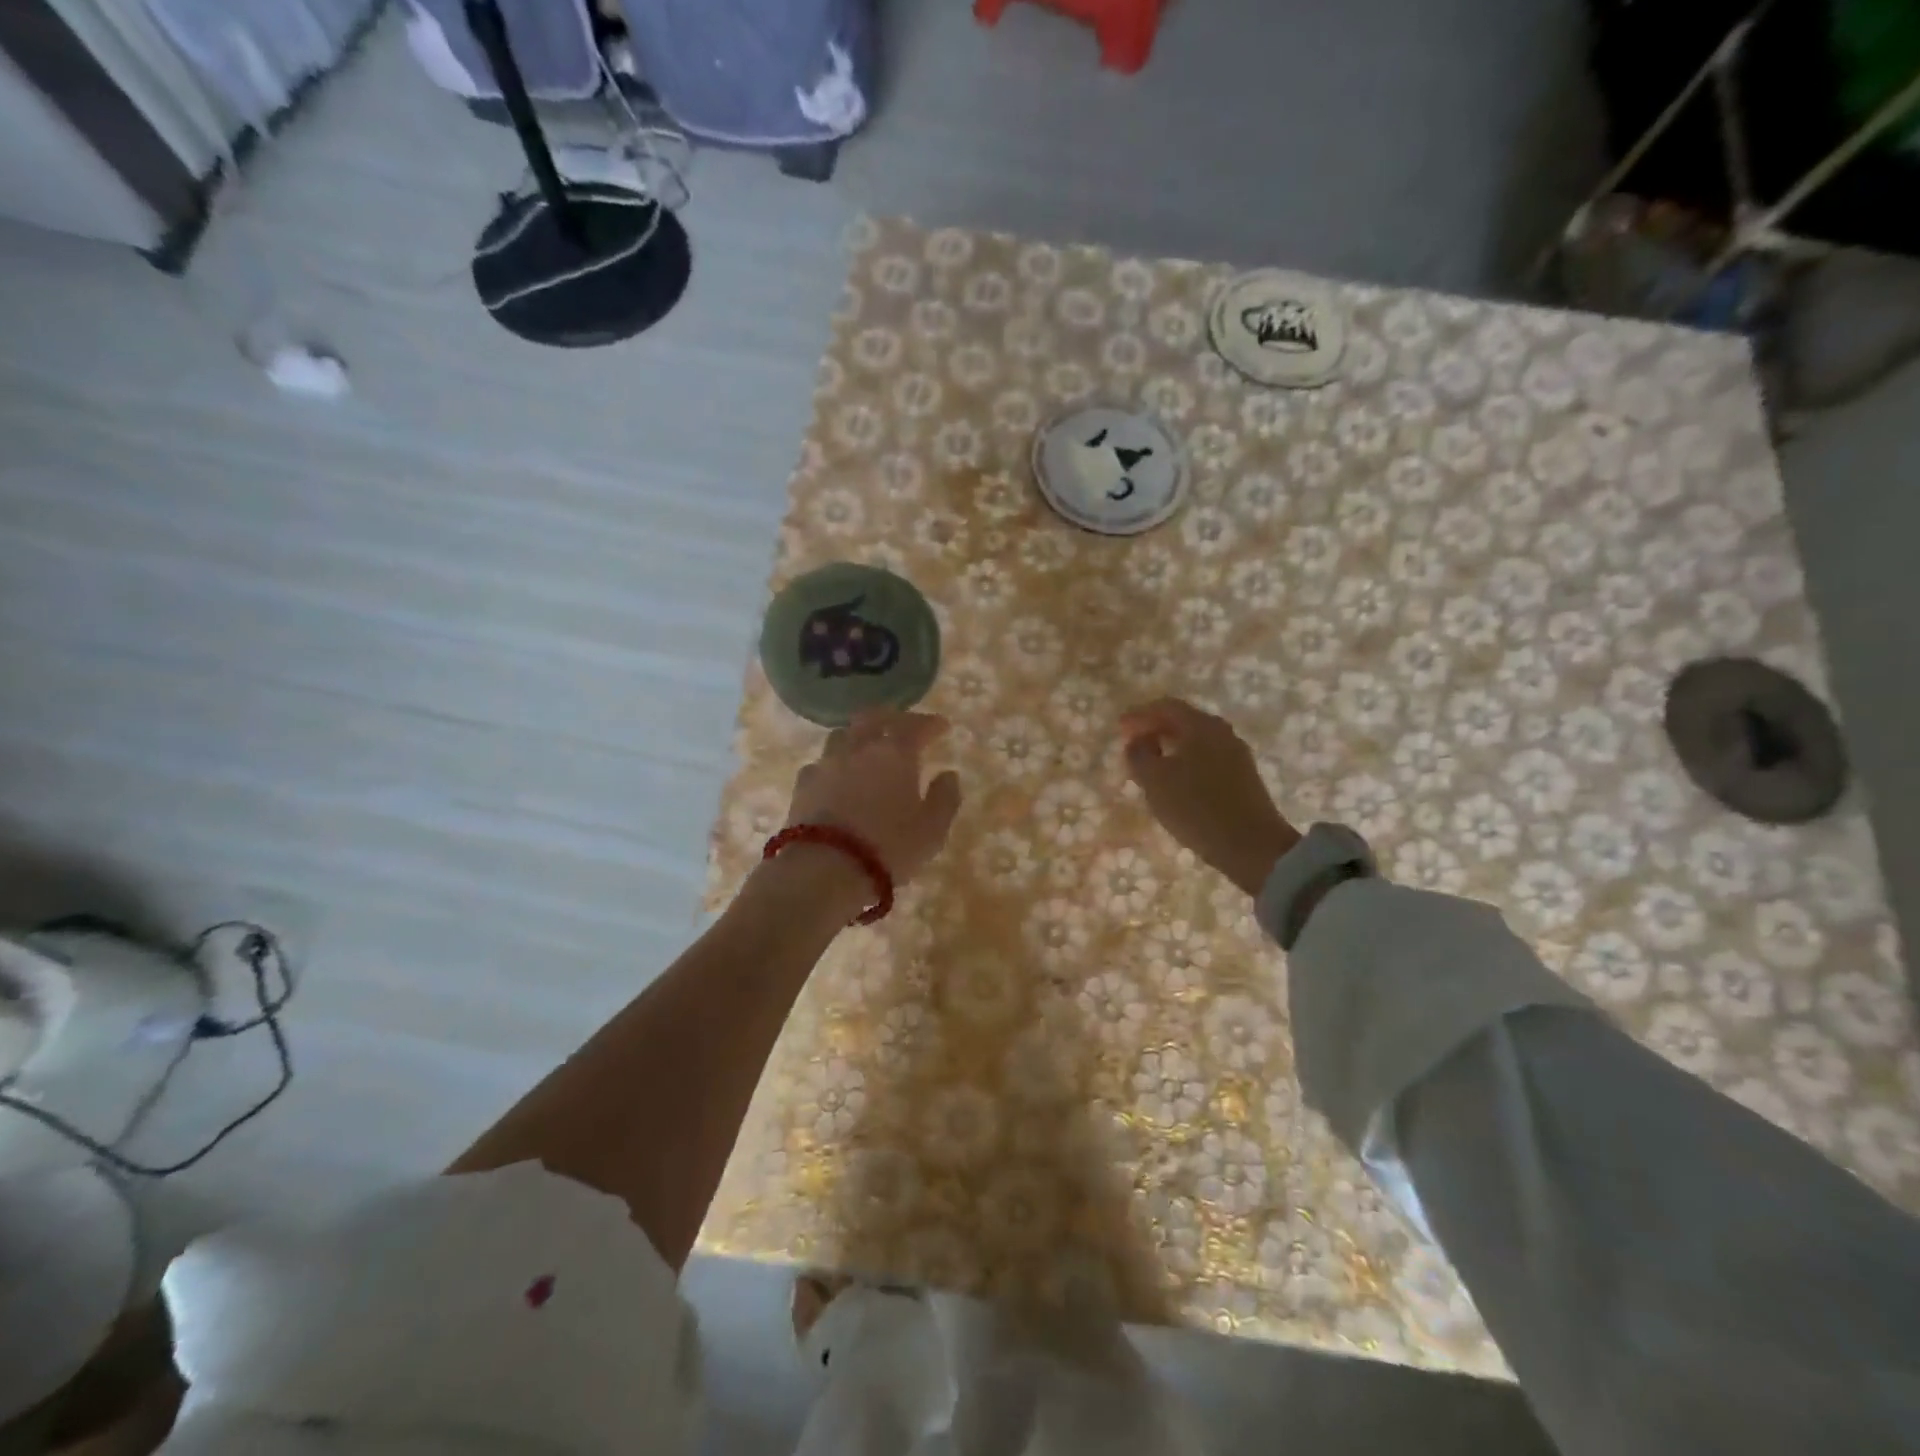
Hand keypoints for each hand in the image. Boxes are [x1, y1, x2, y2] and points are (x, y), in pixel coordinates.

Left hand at [783, 709, 962, 891]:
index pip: (916, 725)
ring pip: (843, 734)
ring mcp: (827, 763)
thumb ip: (944, 798)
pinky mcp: (803, 784)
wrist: (823, 869)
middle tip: (903, 726)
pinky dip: (835, 765)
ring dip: (859, 736)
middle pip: (873, 717)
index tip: (942, 726)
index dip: (931, 724)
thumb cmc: (888, 849)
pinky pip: (821, 763)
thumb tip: (948, 775)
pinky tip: (837, 778)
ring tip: (867, 749)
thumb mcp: (931, 830)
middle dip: (891, 717)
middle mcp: (859, 748)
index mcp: (895, 753)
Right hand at [1120, 697, 1300, 896]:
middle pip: (1184, 720)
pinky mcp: (1243, 778)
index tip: (1120, 727)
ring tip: (1150, 764)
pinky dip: (1186, 761)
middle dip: (1155, 729)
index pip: (1166, 706)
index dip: (1139, 715)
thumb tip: (1137, 741)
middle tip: (1133, 743)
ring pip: (1196, 741)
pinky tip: (1175, 781)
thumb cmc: (1196, 807)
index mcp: (1201, 726)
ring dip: (1171, 746)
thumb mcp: (1155, 781)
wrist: (1252, 846)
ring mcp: (1237, 755)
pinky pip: (1207, 758)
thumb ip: (1139, 755)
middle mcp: (1222, 733)